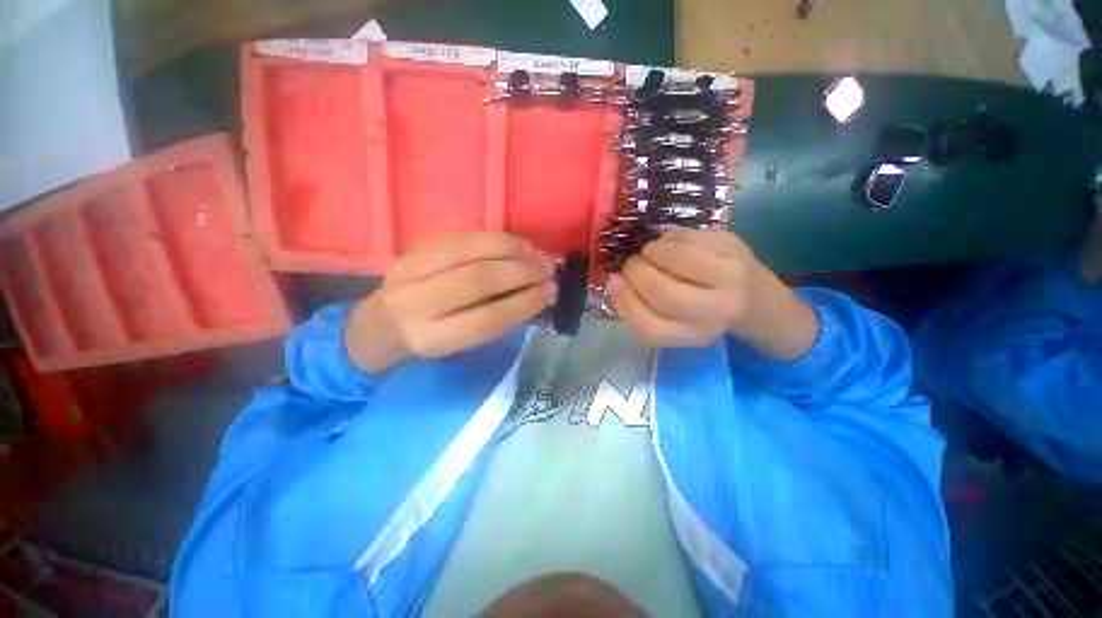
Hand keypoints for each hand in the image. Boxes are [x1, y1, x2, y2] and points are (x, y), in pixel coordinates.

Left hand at [346, 233, 556, 371]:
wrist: (380, 324)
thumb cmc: (430, 338)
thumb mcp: (460, 344)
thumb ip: (494, 321)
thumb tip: (534, 293)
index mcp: (431, 339)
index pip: (487, 319)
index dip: (524, 303)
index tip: (550, 291)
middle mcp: (415, 305)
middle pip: (477, 280)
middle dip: (520, 272)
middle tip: (547, 268)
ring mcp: (408, 271)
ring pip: (467, 253)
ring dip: (509, 249)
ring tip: (534, 252)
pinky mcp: (411, 249)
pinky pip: (459, 237)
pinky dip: (492, 238)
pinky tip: (513, 243)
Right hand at [606, 229, 818, 358]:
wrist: (755, 297)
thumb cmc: (703, 312)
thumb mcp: (675, 324)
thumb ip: (643, 309)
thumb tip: (614, 280)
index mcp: (695, 335)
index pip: (651, 327)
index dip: (625, 302)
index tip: (613, 281)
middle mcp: (716, 311)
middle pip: (662, 291)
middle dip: (636, 272)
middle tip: (631, 264)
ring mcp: (730, 276)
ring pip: (677, 258)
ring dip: (652, 251)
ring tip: (651, 253)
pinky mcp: (734, 246)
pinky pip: (688, 237)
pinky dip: (668, 238)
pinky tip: (670, 245)